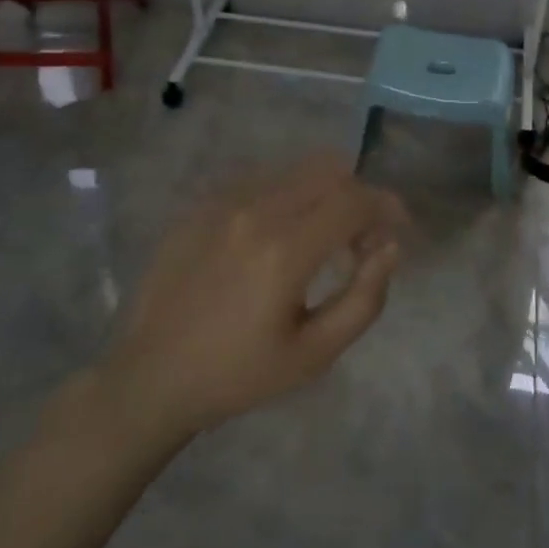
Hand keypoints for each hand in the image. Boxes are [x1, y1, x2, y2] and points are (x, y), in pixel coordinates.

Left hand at [92, 155, 405, 441]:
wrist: (151, 377)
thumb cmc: (238, 374)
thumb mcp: (314, 354)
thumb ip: (364, 298)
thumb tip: (390, 248)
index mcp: (285, 249)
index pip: (355, 199)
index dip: (386, 205)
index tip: (397, 227)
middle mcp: (256, 210)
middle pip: (329, 170)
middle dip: (357, 195)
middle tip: (360, 237)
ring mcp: (224, 201)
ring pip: (295, 171)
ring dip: (323, 193)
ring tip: (320, 238)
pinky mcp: (202, 204)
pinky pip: (261, 181)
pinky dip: (287, 197)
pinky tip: (277, 238)